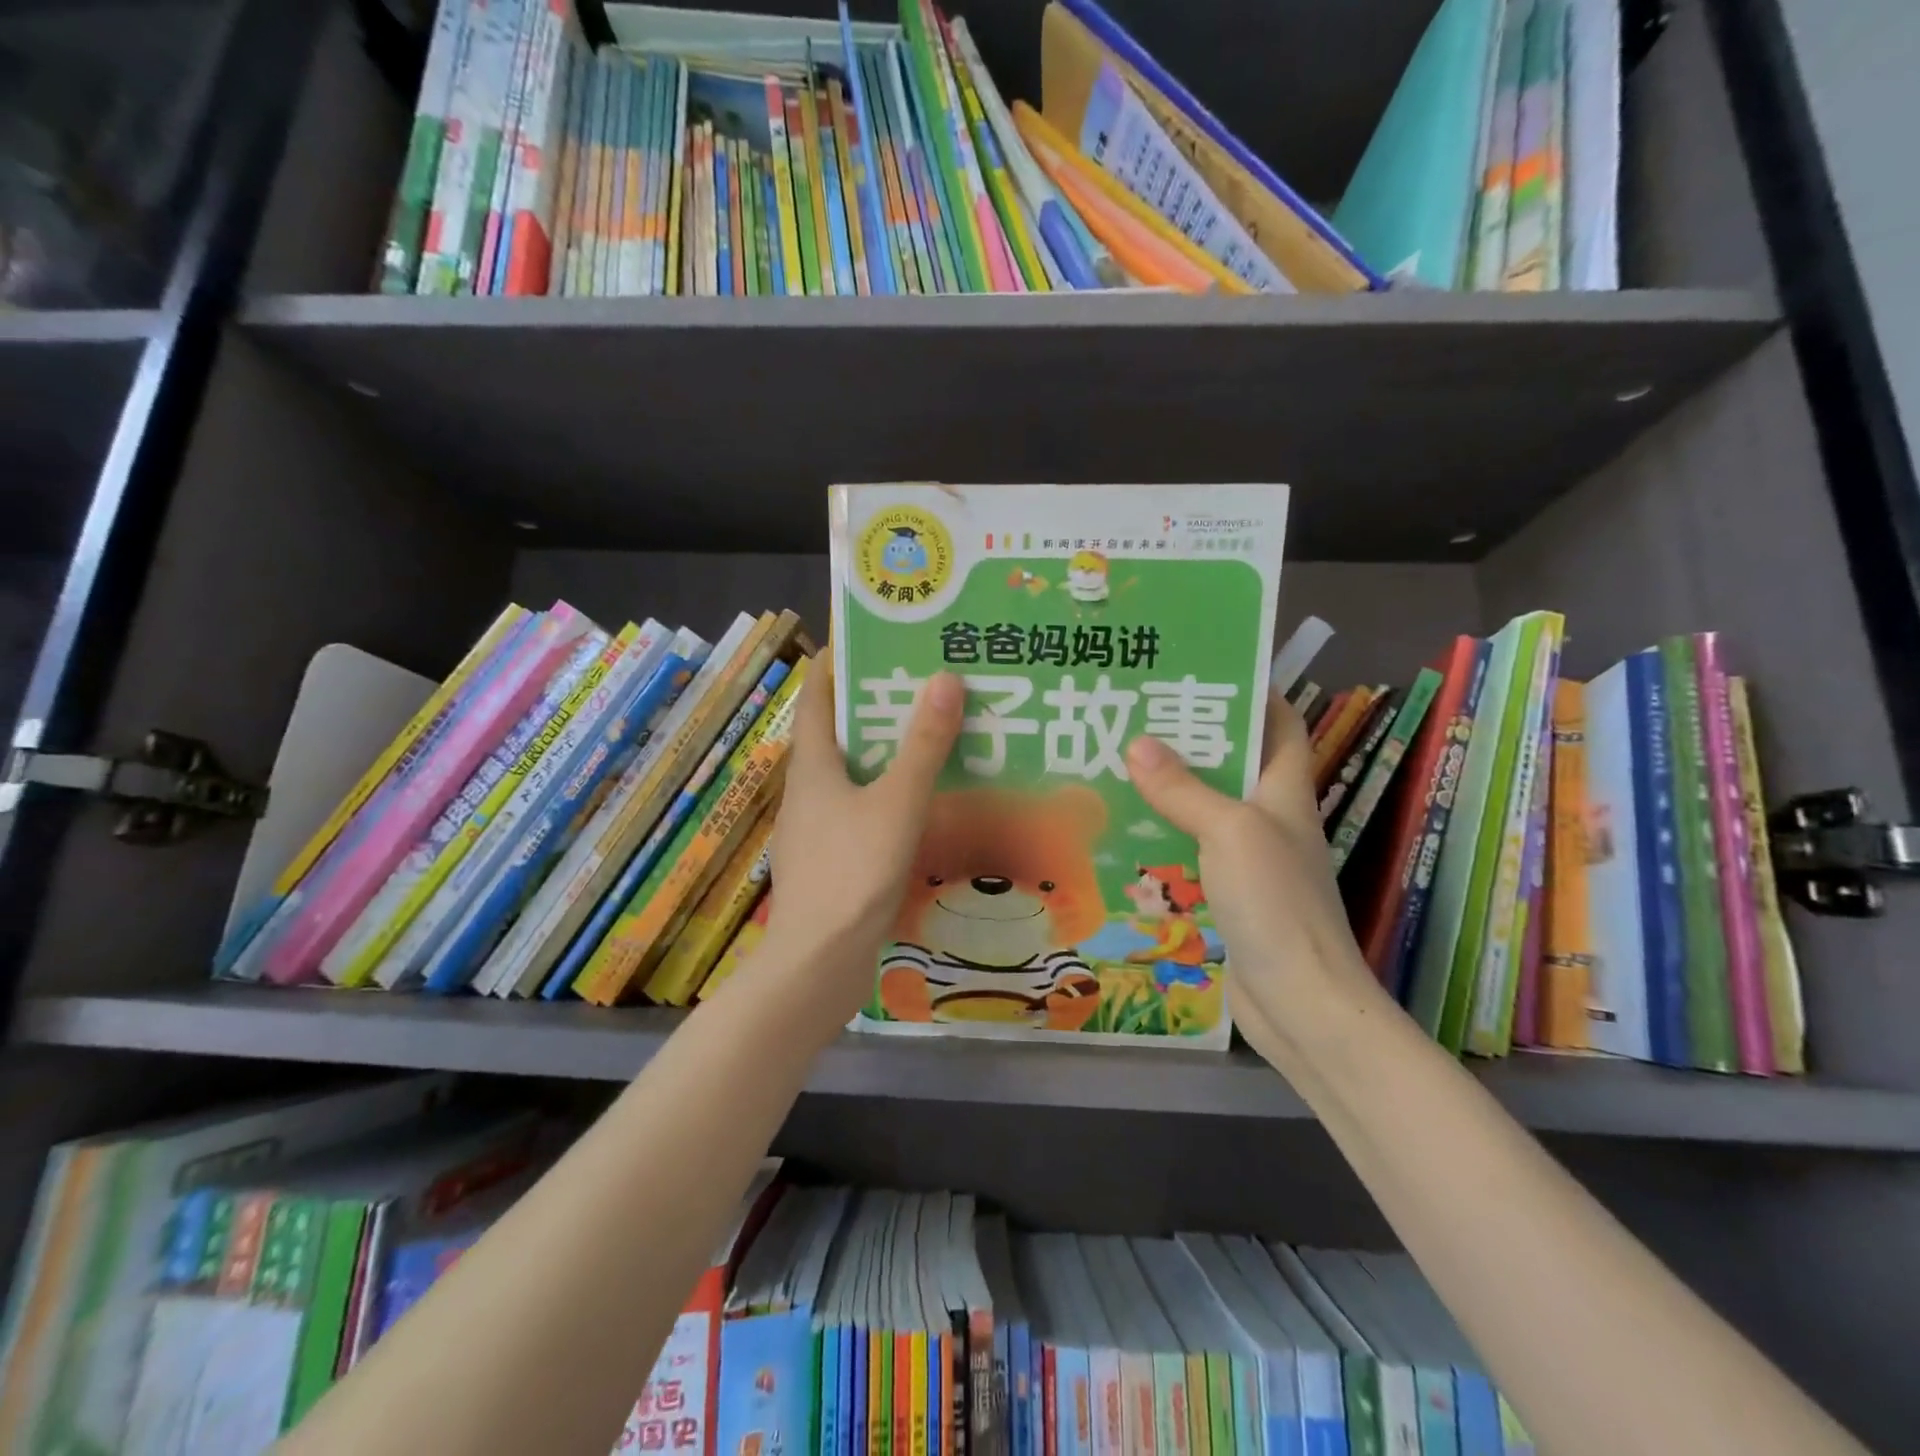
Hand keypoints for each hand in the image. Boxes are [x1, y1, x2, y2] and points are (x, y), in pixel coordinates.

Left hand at [758, 655, 963, 1017]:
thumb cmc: (853, 871)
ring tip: (935, 737)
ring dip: (888, 753)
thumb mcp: (897, 801)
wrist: (820, 961)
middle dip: (876, 706)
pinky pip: (863, 811)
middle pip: (838, 732)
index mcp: (813, 764)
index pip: (816, 695)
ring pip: (854, 774)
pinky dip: (890, 796)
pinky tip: (927, 803)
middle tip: (925, 685)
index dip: (838, 662)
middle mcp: (809, 789)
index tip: (875, 639)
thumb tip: (945, 678)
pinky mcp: (833, 859)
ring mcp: (817, 827)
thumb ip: (923, 744)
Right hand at [1125, 694, 1388, 1064]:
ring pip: (1205, 808)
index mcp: (1284, 791)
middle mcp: (1268, 817)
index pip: (1280, 723)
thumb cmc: (1276, 903)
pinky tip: (1121, 830)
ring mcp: (1247, 858)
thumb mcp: (1229, 832)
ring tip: (1114, 763)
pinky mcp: (1226, 893)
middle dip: (1191, 738)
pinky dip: (1161, 836)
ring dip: (1168, 788)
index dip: (1253, 692)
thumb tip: (1139, 742)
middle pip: (1233, 762)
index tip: (1203, 670)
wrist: (1299, 1001)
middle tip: (1135, 715)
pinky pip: (1189, 850)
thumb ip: (1184, 789)